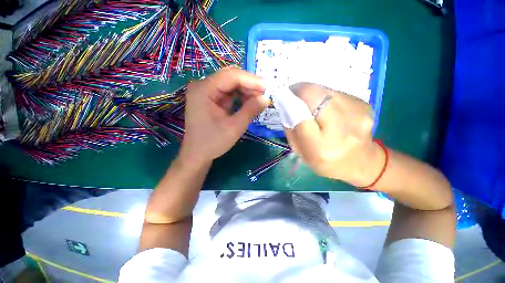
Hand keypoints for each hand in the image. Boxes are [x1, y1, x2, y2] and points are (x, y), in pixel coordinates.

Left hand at [179, 67, 267, 163]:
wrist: (197, 154)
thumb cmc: (213, 142)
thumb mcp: (234, 127)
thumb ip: (250, 110)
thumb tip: (265, 98)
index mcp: (203, 90)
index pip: (231, 76)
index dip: (251, 80)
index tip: (267, 87)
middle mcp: (202, 86)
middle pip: (230, 77)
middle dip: (249, 84)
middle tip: (264, 94)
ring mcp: (205, 92)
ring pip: (230, 84)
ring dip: (245, 90)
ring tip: (258, 99)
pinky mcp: (209, 99)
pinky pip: (227, 92)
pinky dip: (239, 96)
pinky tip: (248, 102)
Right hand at [285, 83, 384, 186]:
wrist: (363, 163)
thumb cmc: (327, 162)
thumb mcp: (302, 153)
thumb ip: (292, 131)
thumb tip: (286, 107)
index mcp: (320, 148)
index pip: (300, 117)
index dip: (291, 102)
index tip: (285, 96)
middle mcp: (341, 130)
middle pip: (316, 96)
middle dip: (301, 90)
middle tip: (294, 92)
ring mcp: (357, 115)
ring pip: (327, 91)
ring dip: (314, 93)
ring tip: (310, 102)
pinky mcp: (365, 106)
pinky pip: (338, 93)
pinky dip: (327, 97)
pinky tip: (327, 107)